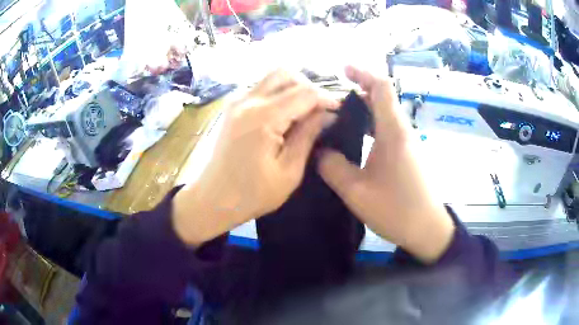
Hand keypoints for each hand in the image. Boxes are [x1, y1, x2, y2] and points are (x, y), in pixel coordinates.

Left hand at [173, 70, 338, 245]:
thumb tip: (327, 114)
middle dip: (309, 86)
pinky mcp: (232, 107)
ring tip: (303, 112)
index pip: (305, 92)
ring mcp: (236, 101)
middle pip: (286, 73)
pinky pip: (261, 87)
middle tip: (319, 110)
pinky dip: (278, 93)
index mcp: (263, 117)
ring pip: (272, 77)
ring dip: (293, 87)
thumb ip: (308, 136)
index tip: (338, 111)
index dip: (327, 98)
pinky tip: (284, 115)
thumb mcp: (288, 171)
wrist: (212, 199)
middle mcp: (247, 100)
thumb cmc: (251, 194)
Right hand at [318, 66, 454, 262]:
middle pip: (383, 97)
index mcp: (393, 132)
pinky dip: (370, 124)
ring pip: (385, 113)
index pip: (382, 88)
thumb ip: (333, 167)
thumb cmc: (396, 209)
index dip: (363, 74)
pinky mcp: (407, 154)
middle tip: (331, 98)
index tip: (343, 70)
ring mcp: (407, 142)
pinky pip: (387, 128)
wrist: (427, 229)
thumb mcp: (356, 192)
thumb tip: (320, 150)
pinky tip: (355, 137)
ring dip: (364, 108)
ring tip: (338, 115)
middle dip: (359, 89)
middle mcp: (402, 131)